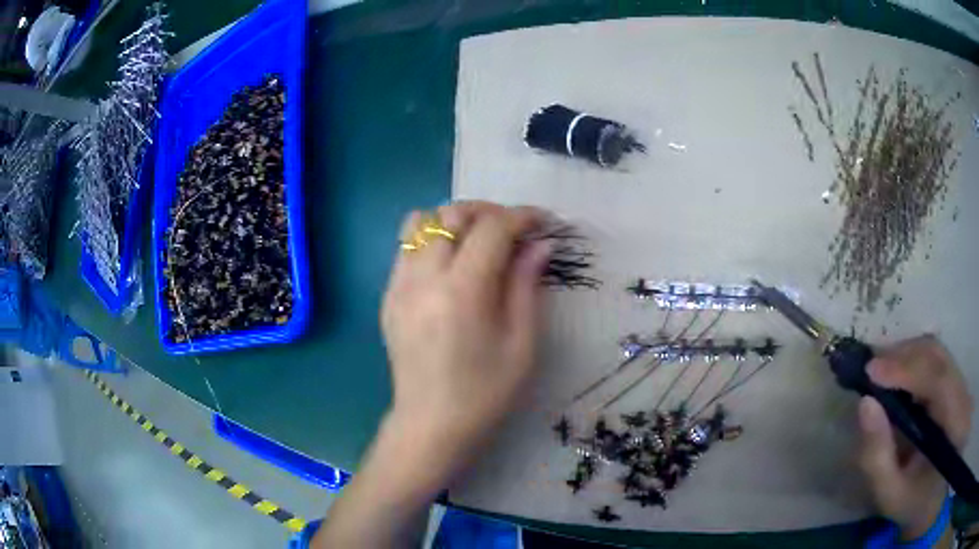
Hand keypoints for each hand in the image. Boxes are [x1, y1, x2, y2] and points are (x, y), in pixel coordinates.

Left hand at [380, 201, 552, 489]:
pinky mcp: (387, 296)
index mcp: (462, 291)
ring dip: (454, 221)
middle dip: (488, 212)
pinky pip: (407, 247)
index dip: (522, 217)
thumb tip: (540, 244)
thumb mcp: (521, 344)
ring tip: (477, 241)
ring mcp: (399, 285)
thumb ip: (527, 286)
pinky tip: (451, 266)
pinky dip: (432, 241)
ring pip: (420, 222)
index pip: (492, 228)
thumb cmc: (486, 393)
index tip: (543, 222)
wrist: (431, 426)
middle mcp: (423, 278)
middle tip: (513, 231)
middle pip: (451, 214)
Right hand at [857, 335, 972, 539]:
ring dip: (905, 354)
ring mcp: (961, 383)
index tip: (870, 371)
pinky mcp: (957, 381)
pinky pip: (936, 359)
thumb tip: (864, 404)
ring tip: (877, 370)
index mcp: (954, 425)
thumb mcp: (892, 495)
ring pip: (936, 352)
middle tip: (867, 369)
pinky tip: (895, 373)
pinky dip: (913, 359)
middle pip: (936, 356)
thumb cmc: (913, 503)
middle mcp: (962, 392)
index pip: (937, 380)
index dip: (906, 369)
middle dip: (901, 356)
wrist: (935, 497)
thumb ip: (877, 457)